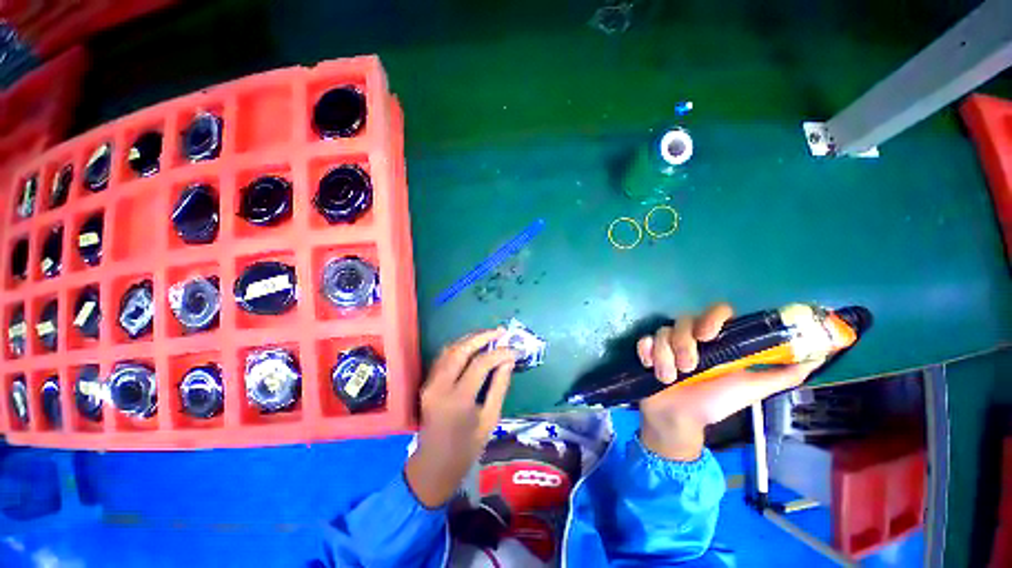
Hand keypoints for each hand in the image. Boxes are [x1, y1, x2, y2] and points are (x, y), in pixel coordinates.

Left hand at [405, 329, 516, 507]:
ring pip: (449, 350)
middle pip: (461, 350)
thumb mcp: (490, 419)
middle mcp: (440, 387)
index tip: (514, 350)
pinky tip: (472, 346)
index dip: (499, 353)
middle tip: (500, 331)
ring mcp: (430, 384)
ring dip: (469, 339)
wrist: (433, 466)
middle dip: (482, 337)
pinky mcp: (427, 384)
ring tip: (488, 335)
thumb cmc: (466, 449)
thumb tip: (508, 361)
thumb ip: (499, 387)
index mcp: (458, 400)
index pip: (480, 364)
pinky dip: (459, 347)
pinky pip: (443, 358)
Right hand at [635, 303, 823, 460]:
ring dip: (665, 357)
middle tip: (690, 368)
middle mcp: (690, 337)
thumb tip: (817, 359)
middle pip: (683, 320)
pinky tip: (650, 368)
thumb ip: (780, 375)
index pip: (717, 312)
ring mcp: (667, 343)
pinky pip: (644, 341)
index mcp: (717, 341)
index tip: (709, 336)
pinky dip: (646, 354)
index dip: (712, 317)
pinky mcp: (647, 351)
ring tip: (670, 378)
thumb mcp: (750, 390)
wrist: (678, 420)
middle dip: (684, 344)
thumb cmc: (715, 403)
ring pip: (662, 332)